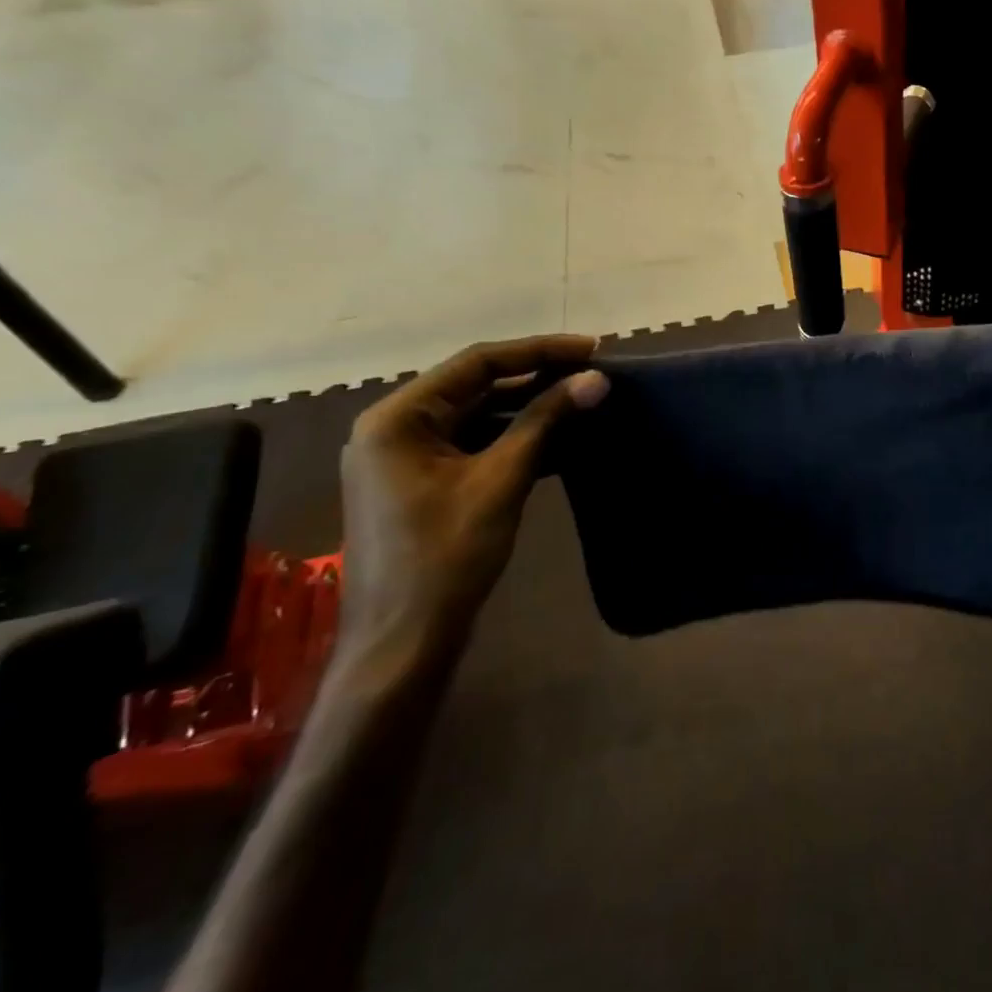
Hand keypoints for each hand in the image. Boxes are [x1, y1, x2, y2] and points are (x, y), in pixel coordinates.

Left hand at [339, 335, 608, 664]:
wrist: (404, 643)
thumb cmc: (446, 556)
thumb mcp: (501, 480)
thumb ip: (546, 422)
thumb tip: (596, 379)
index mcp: (398, 419)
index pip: (477, 364)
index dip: (539, 351)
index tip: (591, 348)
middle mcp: (396, 428)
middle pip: (477, 386)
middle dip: (537, 378)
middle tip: (592, 373)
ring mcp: (407, 458)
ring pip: (479, 416)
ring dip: (531, 410)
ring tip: (584, 400)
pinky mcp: (424, 483)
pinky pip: (476, 445)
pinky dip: (517, 439)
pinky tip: (562, 440)